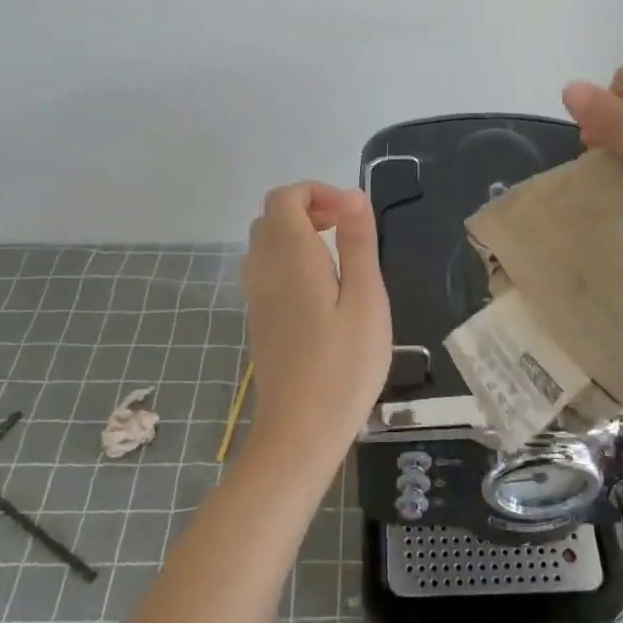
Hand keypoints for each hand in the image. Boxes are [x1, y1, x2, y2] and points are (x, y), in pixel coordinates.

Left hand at [239, 182, 391, 466]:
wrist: (301, 430)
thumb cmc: (344, 363)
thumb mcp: (366, 298)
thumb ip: (358, 242)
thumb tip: (353, 194)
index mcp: (290, 255)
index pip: (285, 197)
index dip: (317, 192)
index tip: (350, 215)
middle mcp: (263, 267)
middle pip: (272, 217)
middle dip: (309, 209)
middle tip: (347, 230)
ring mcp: (256, 295)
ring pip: (266, 243)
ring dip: (298, 234)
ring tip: (339, 258)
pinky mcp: (259, 318)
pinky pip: (266, 269)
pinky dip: (290, 260)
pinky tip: (322, 290)